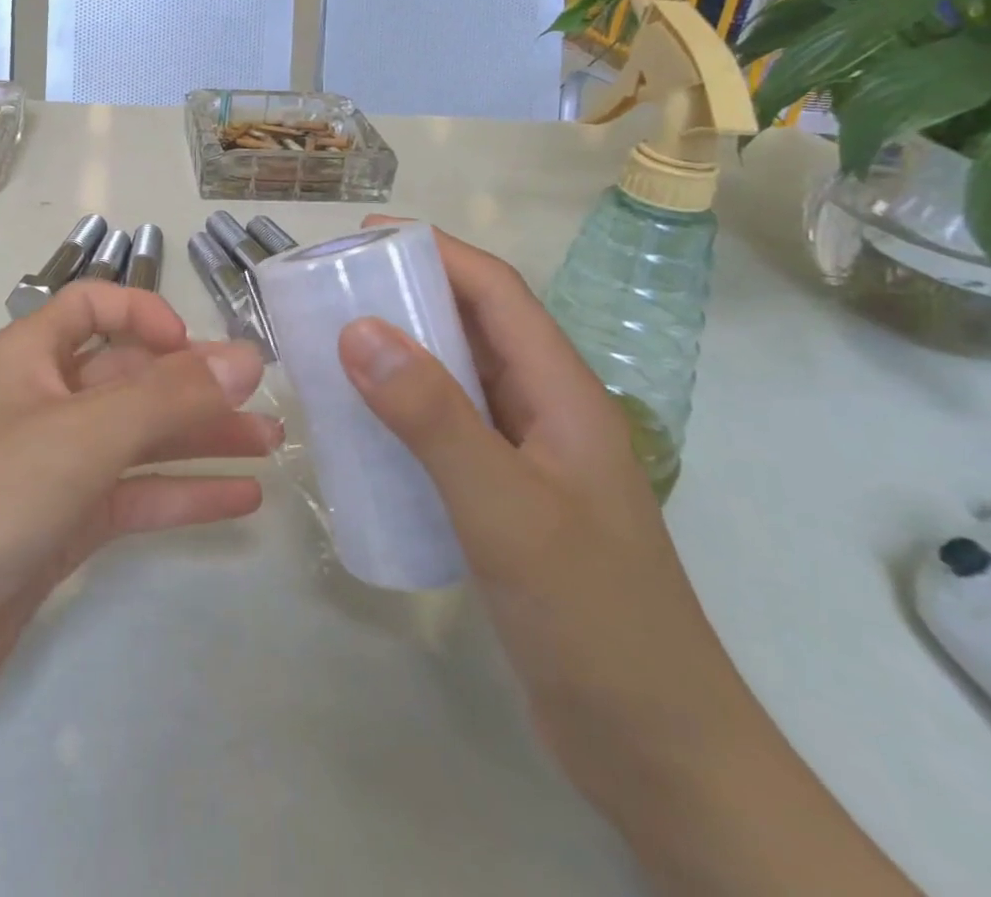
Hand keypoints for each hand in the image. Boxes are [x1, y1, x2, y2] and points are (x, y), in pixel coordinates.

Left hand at [0, 279, 278, 724]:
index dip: (144, 314)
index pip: (91, 307)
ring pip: (137, 440)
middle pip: (128, 378)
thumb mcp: (81, 434)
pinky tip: (240, 500)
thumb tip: (247, 358)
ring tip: (271, 448)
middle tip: (266, 407)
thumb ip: (168, 396)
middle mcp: (41, 403)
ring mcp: (51, 470)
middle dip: (194, 388)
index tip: (193, 349)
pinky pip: (132, 498)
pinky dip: (181, 495)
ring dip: (199, 440)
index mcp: (28, 358)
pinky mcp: (60, 530)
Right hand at [336, 220, 916, 895]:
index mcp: (563, 394)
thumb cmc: (592, 618)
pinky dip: (403, 410)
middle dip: (410, 292)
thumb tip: (359, 330)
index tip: (364, 237)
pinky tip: (361, 427)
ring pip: (458, 378)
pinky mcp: (507, 501)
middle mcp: (547, 412)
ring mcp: (528, 459)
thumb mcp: (505, 509)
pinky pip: (447, 430)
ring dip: (402, 351)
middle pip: (476, 327)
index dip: (436, 250)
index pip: (498, 293)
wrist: (657, 753)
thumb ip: (433, 417)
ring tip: (333, 344)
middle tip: (335, 288)